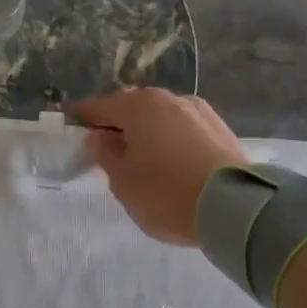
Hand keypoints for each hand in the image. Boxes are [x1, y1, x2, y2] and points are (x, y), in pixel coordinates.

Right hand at [65, 88, 245, 244]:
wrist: (235, 208)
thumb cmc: (167, 193)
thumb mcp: (123, 181)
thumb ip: (106, 154)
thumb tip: (100, 137)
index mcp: (140, 106)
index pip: (101, 106)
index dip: (83, 115)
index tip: (70, 119)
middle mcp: (170, 99)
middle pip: (134, 108)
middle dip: (118, 123)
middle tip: (105, 145)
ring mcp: (199, 112)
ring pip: (161, 118)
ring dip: (147, 132)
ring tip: (140, 157)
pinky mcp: (221, 130)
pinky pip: (183, 130)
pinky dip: (169, 140)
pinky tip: (168, 161)